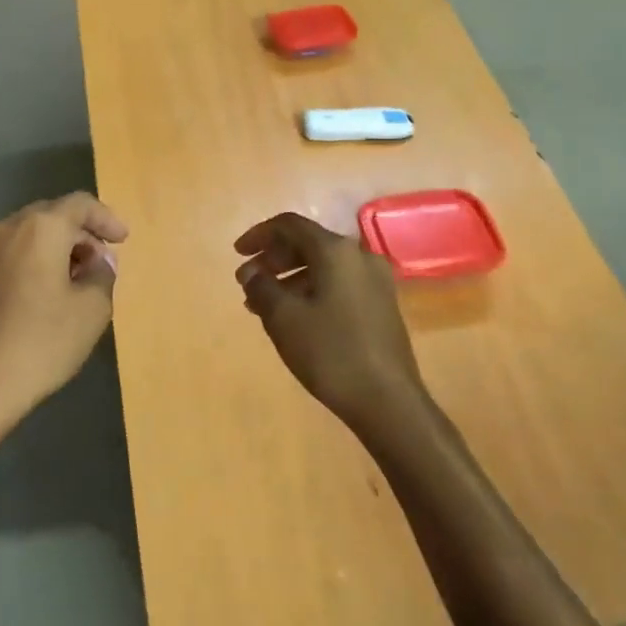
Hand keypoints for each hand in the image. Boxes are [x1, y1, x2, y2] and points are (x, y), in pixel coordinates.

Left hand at [0, 193, 128, 432]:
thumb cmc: (40, 343)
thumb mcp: (91, 311)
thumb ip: (102, 276)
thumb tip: (98, 263)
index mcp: (39, 229)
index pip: (80, 204)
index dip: (106, 218)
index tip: (122, 240)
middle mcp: (4, 230)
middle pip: (49, 217)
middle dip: (79, 235)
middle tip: (99, 262)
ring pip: (24, 238)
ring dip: (52, 251)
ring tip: (72, 282)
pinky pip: (5, 260)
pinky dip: (29, 266)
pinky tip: (39, 299)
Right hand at [234, 212, 433, 439]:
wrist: (387, 400)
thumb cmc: (330, 353)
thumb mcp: (284, 318)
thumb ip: (262, 287)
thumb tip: (251, 272)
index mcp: (336, 251)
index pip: (290, 225)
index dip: (259, 235)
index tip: (237, 255)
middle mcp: (360, 256)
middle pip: (308, 243)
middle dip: (273, 258)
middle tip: (248, 282)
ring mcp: (376, 281)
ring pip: (323, 266)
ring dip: (290, 278)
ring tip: (263, 305)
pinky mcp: (382, 304)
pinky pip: (338, 284)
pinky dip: (311, 290)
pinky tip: (294, 317)